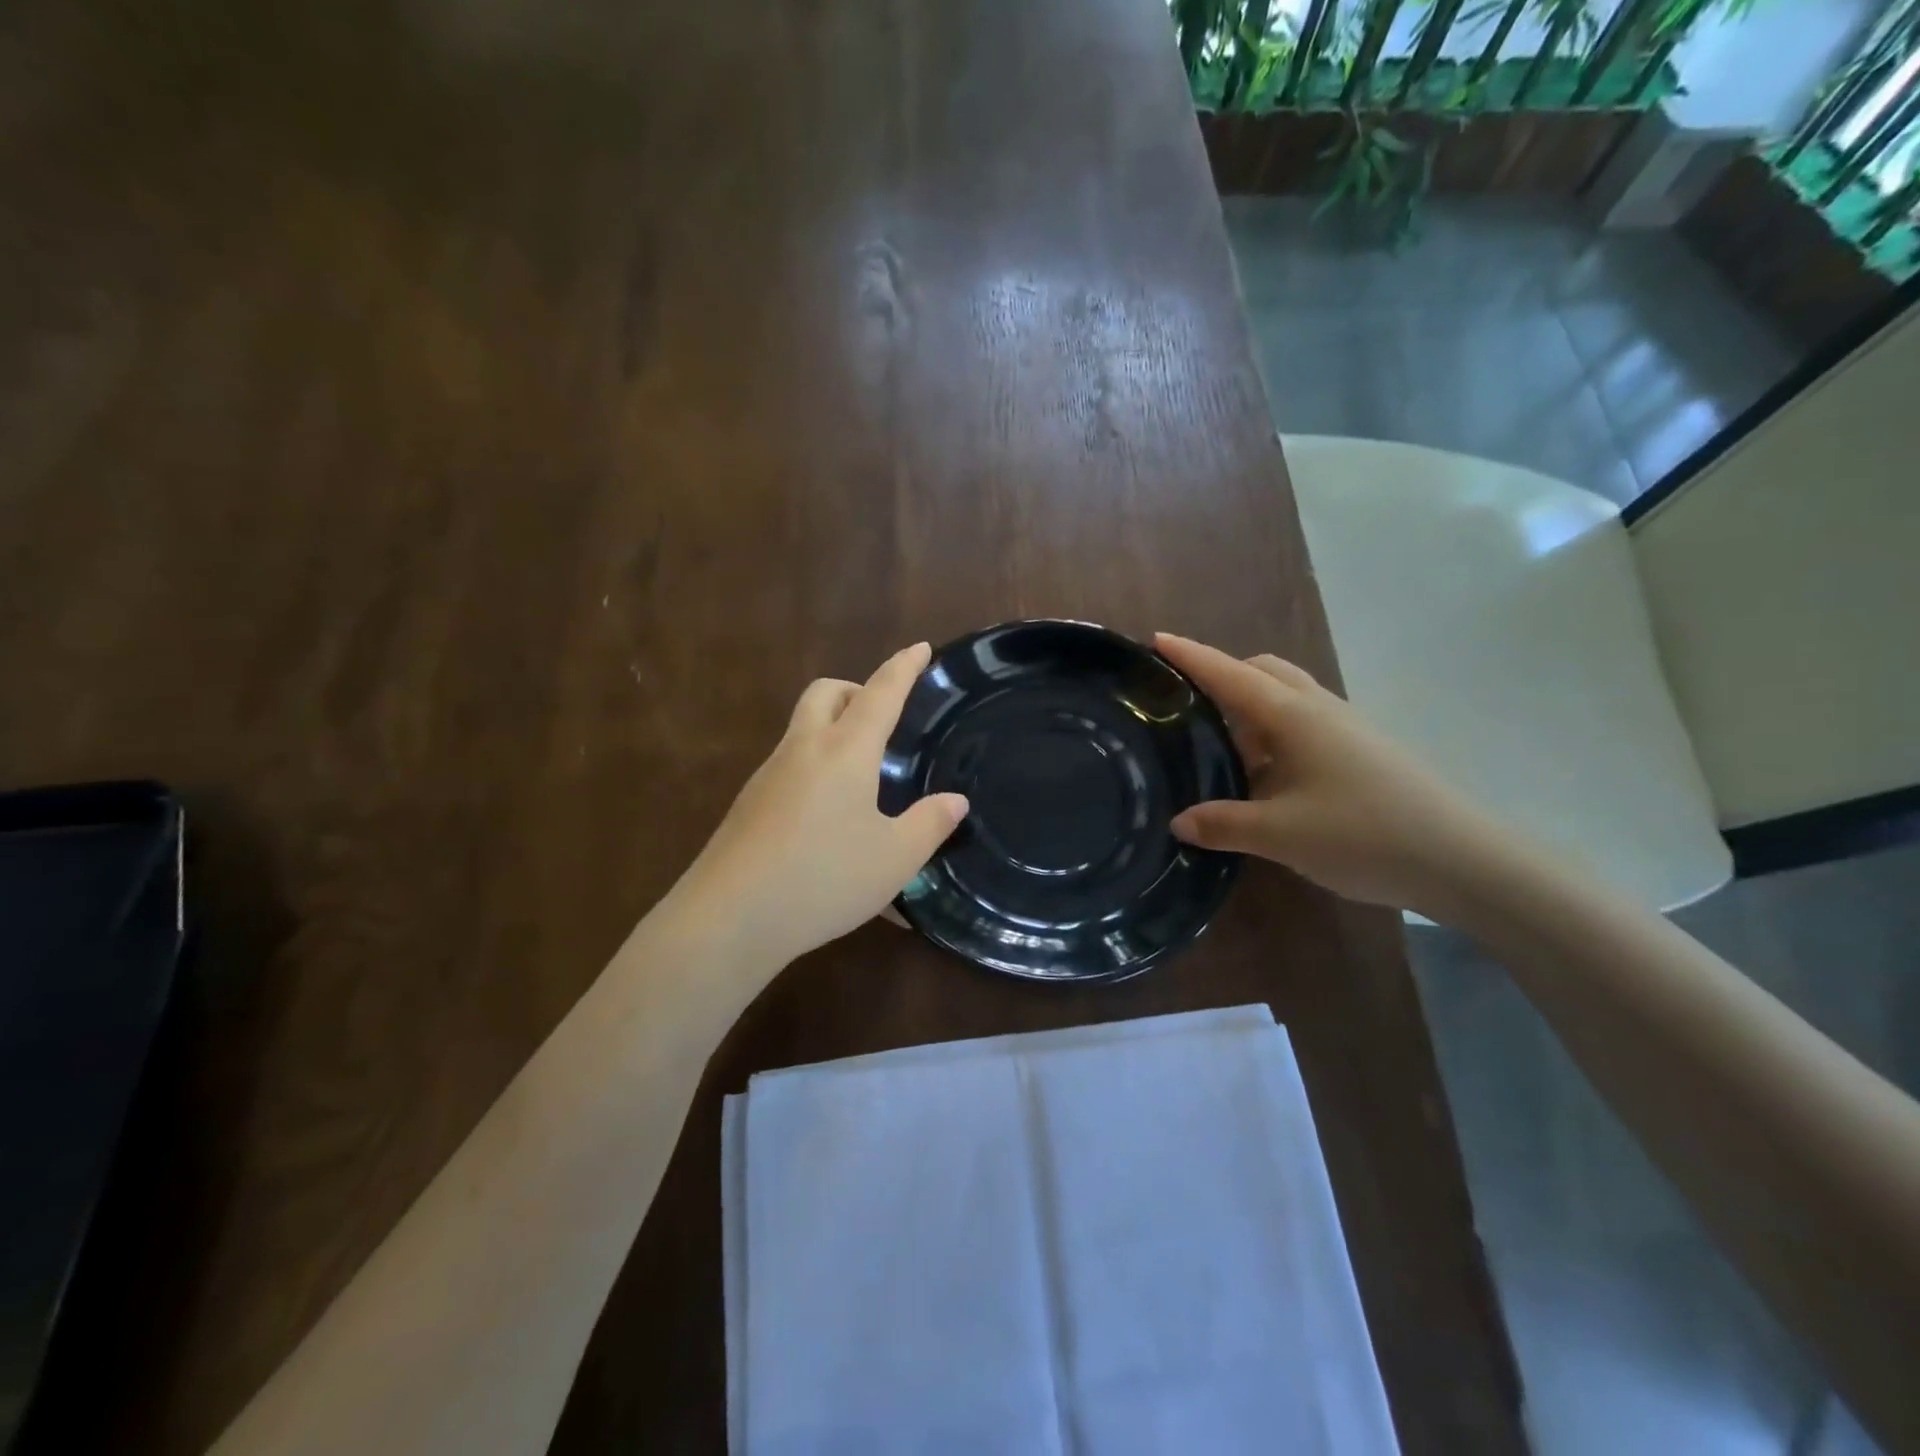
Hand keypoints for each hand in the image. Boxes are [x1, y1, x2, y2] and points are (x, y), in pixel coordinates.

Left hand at [675, 642, 968, 965]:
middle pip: (826, 692)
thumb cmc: (823, 879)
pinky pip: (790, 765)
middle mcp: (803, 750)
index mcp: (844, 752)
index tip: (920, 647)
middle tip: (884, 719)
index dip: (904, 668)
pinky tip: (829, 818)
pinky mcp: (749, 804)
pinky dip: (816, 767)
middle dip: (857, 690)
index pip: (880, 693)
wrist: (728, 918)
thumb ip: (929, 825)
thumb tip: (954, 801)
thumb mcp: (894, 859)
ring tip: (863, 776)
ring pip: (804, 728)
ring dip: (834, 728)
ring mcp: (769, 775)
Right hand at [1155, 633, 1514, 916]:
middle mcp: (1317, 708)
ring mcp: (1344, 727)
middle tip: (1188, 704)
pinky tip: (1264, 777)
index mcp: (1291, 715)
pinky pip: (1303, 723)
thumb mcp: (1279, 835)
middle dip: (1222, 674)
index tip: (1156, 639)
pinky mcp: (1360, 750)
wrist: (1461, 859)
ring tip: (1220, 747)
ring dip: (1249, 707)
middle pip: (1261, 671)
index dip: (1190, 656)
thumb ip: (1222, 824)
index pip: (1229, 674)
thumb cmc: (1362, 834)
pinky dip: (1272, 733)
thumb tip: (1179, 822)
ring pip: (1285, 697)